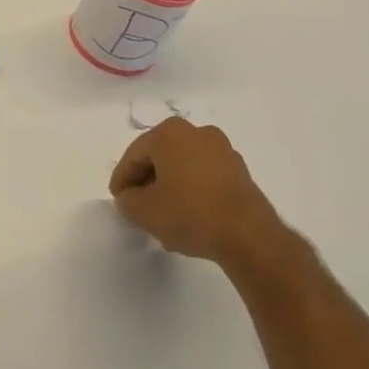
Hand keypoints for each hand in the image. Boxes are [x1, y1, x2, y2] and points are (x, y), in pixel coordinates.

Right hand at [109, 118, 287, 268]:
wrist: (249, 237)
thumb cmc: (190, 214)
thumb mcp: (143, 211)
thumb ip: (126, 200)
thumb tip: (130, 196)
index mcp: (168, 133)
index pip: (134, 156)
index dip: (122, 180)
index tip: (119, 201)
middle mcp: (195, 132)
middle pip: (159, 157)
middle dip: (147, 182)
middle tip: (139, 207)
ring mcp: (222, 149)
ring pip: (182, 166)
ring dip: (170, 187)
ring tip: (164, 216)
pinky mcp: (240, 170)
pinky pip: (204, 176)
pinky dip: (193, 190)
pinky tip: (189, 215)